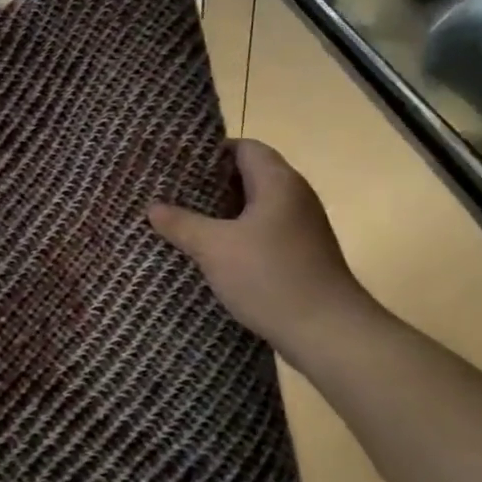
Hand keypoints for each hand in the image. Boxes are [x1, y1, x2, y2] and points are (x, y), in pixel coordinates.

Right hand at [149, 139, 376, 364]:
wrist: (329, 333)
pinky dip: (238, 235)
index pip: (244, 147)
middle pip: (249, 175)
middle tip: (173, 192)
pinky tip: (212, 252)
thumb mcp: (214, 248)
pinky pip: (263, 232)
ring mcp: (302, 227)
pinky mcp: (302, 255)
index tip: (178, 164)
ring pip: (255, 207)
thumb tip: (153, 208)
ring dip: (223, 213)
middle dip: (211, 184)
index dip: (211, 152)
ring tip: (185, 221)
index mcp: (278, 182)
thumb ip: (181, 223)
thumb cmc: (270, 277)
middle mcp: (294, 197)